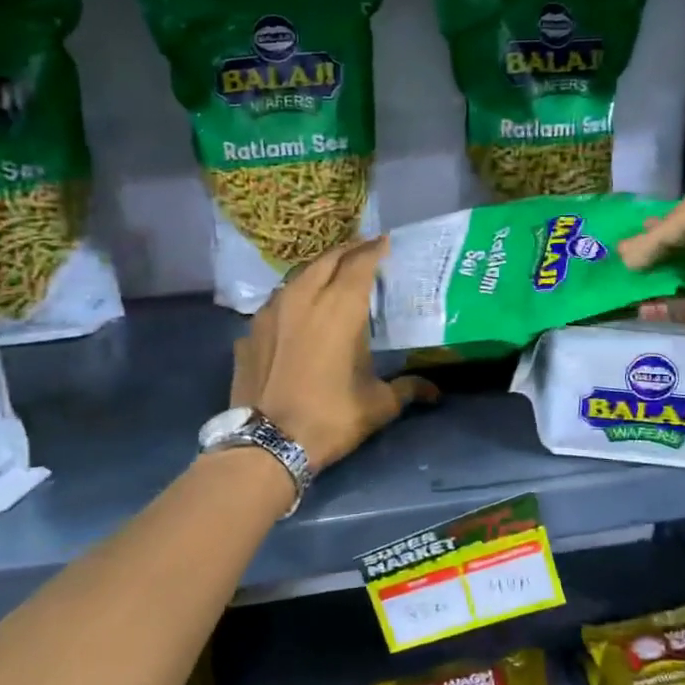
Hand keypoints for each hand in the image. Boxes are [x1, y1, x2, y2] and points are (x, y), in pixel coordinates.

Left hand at [229, 238, 437, 473]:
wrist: (267, 443)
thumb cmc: (330, 417)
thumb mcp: (378, 405)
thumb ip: (407, 389)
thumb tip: (434, 391)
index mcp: (340, 308)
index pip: (360, 263)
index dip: (374, 249)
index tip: (385, 242)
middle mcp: (304, 298)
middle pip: (327, 259)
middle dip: (347, 251)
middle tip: (363, 251)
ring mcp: (271, 311)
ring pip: (297, 276)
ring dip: (318, 269)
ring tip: (332, 274)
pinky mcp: (250, 330)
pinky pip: (277, 300)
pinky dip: (293, 295)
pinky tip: (299, 309)